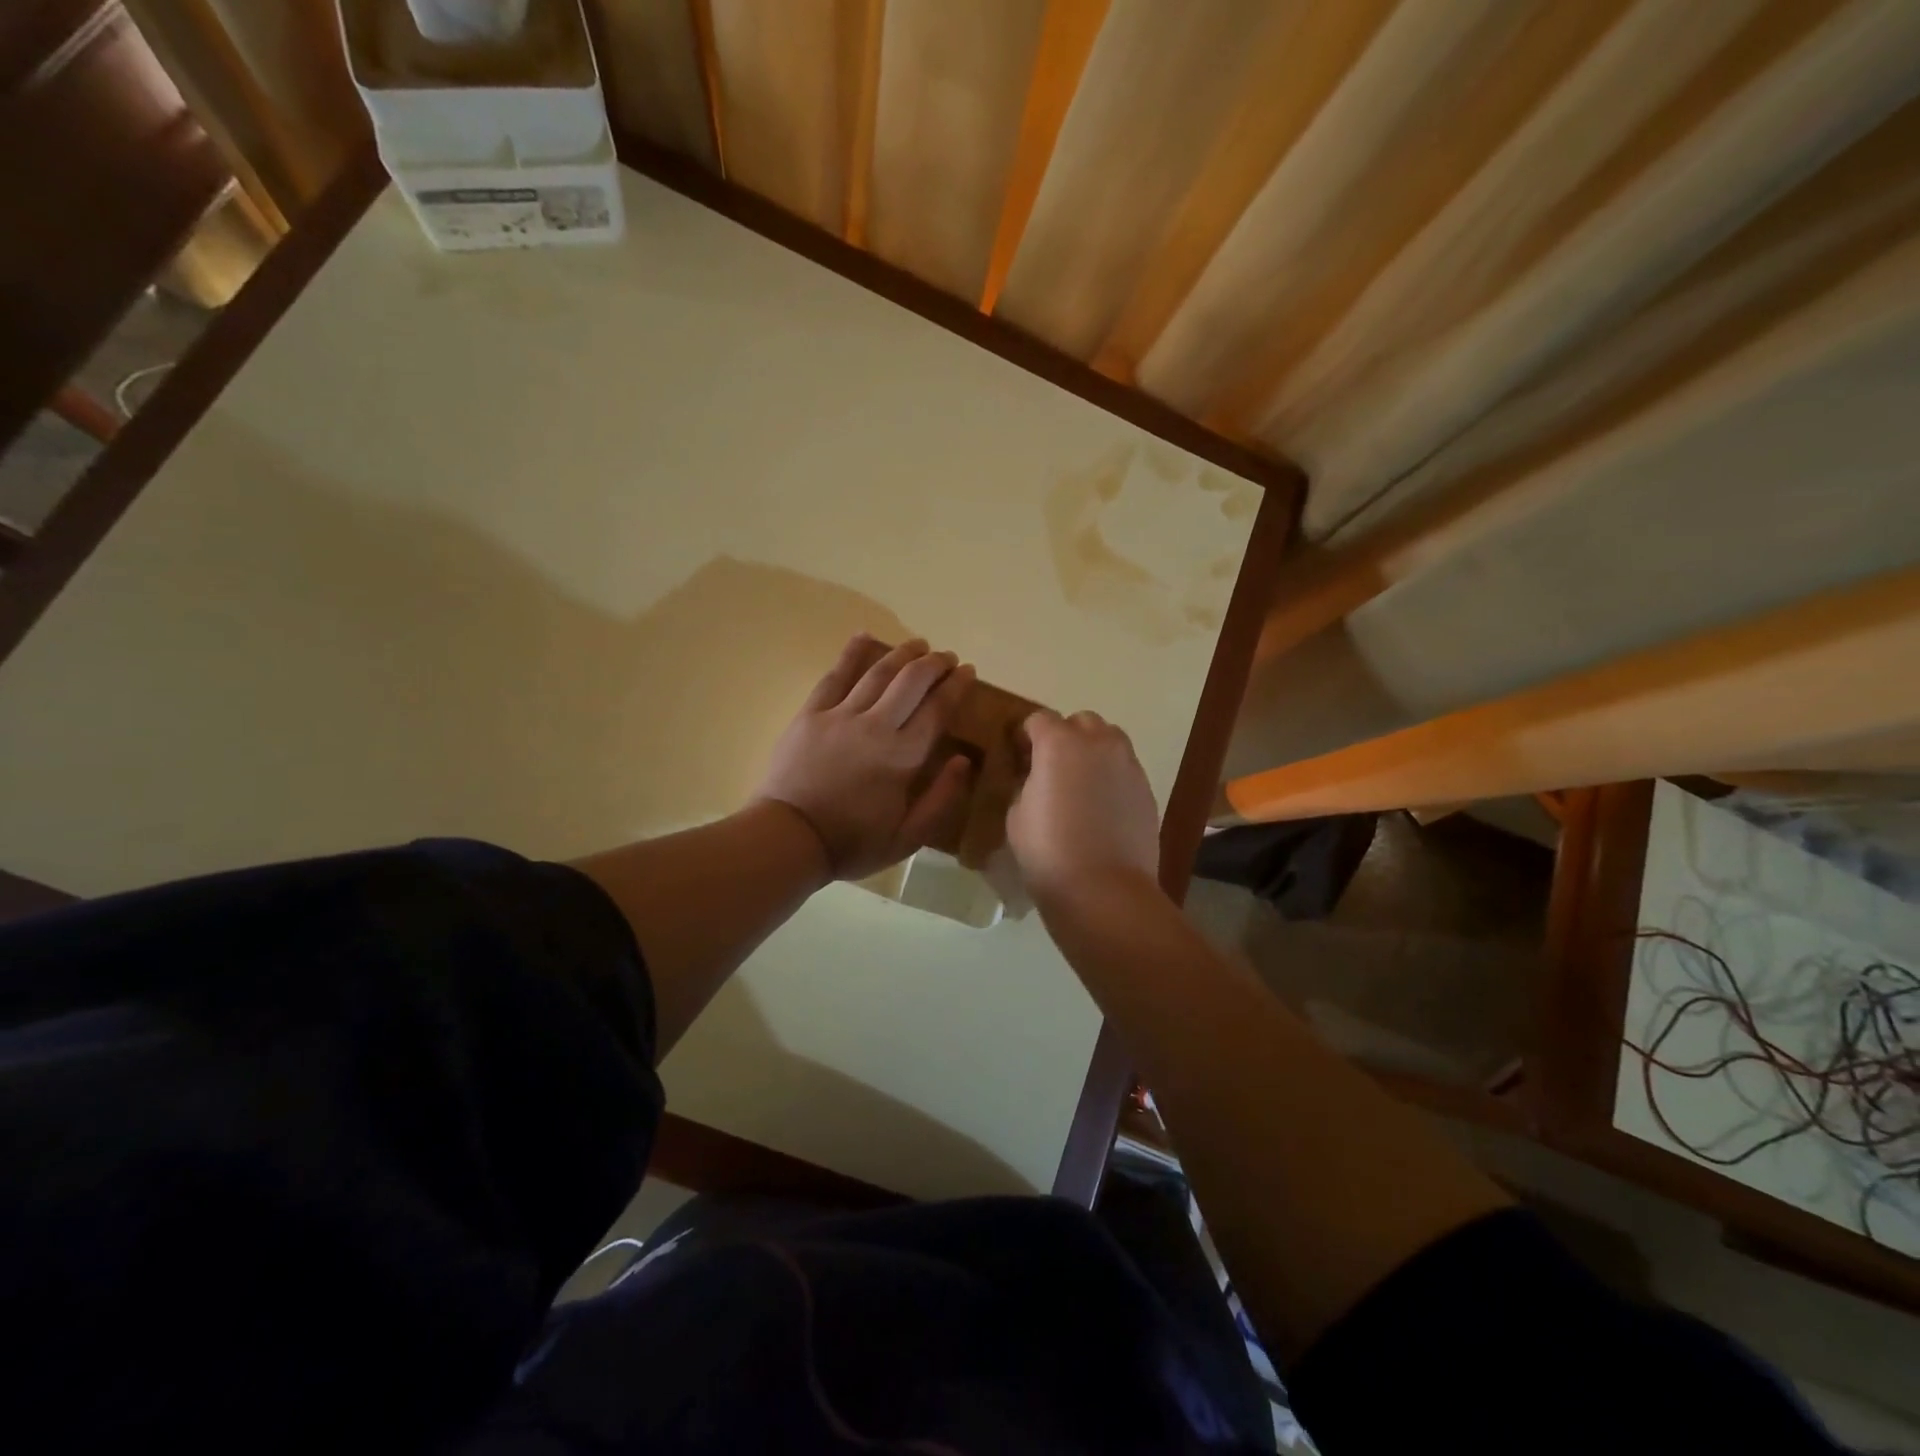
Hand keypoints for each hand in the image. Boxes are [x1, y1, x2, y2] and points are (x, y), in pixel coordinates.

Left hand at [755, 635, 975, 880]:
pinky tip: (864, 636)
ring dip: (903, 654)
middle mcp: (876, 726)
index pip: (938, 709)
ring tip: (919, 644)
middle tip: (947, 657)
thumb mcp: (907, 837)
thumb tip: (964, 760)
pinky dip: (852, 653)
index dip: (956, 686)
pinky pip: (834, 675)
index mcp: (903, 756)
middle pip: (912, 681)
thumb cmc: (852, 842)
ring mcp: (841, 715)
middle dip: (934, 664)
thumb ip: (941, 798)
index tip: (968, 671)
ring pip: (878, 672)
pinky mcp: (811, 713)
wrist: (788, 838)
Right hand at [1007, 710, 1160, 907]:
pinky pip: (1125, 767)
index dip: (1026, 735)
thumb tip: (1035, 778)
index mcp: (1058, 743)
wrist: (1104, 889)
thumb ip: (1026, 784)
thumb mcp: (1016, 814)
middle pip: (1080, 721)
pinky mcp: (1146, 788)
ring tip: (1080, 783)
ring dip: (1092, 750)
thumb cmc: (1048, 851)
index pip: (1039, 719)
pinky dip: (1111, 775)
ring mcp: (1127, 764)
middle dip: (1065, 735)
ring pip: (1109, 740)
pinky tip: (1100, 806)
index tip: (1019, 754)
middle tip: (1051, 766)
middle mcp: (1097, 743)